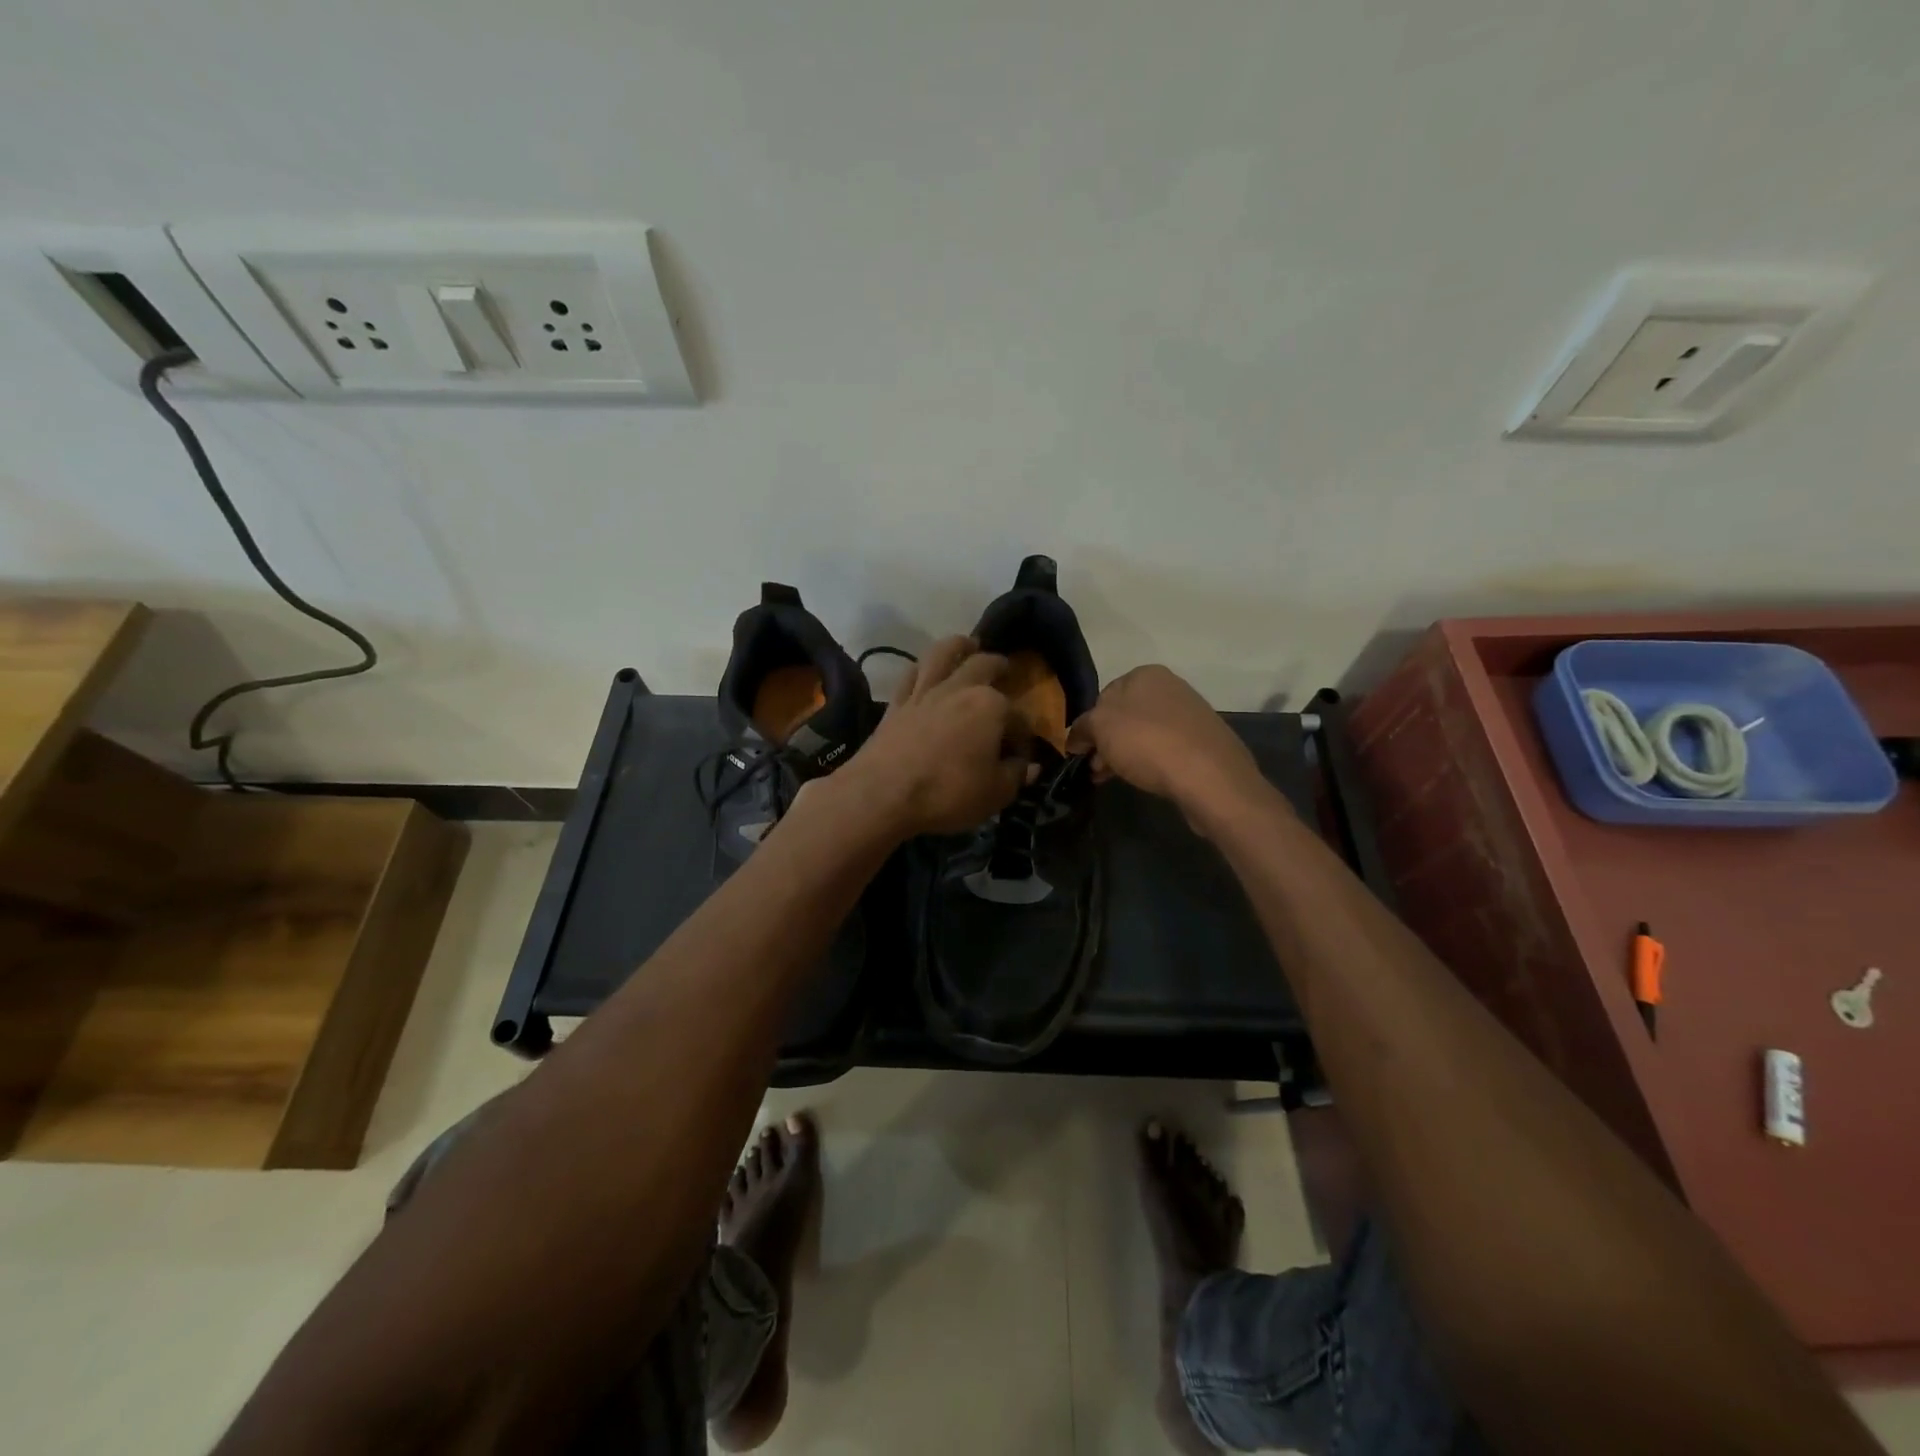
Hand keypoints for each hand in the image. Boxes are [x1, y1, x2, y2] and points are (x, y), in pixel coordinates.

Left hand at [841, 636, 1030, 837]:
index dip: (1023, 737)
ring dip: (958, 645)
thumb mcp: (995, 793)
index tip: (1021, 757)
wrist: (882, 794)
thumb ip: (1016, 776)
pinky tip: (924, 669)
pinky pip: (910, 674)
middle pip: (983, 666)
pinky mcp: (896, 703)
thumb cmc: (948, 793)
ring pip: (942, 654)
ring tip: (967, 644)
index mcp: (991, 706)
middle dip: (998, 665)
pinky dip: (921, 667)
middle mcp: (959, 689)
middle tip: (1004, 667)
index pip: (1019, 718)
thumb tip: (1030, 766)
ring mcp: (924, 693)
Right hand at [1065, 665, 1268, 824]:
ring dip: (1124, 755)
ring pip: (1143, 734)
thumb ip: (1082, 728)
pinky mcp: (1203, 741)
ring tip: (1111, 779)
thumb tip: (1076, 738)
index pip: (1103, 696)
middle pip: (1124, 716)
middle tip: (1095, 769)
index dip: (1089, 725)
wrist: (1208, 775)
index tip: (1082, 751)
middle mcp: (1170, 687)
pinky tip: (1143, 779)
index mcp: (1145, 674)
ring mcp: (1190, 714)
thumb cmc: (1147, 742)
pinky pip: (1165, 748)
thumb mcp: (1100, 728)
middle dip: (1106, 742)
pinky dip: (1149, 761)